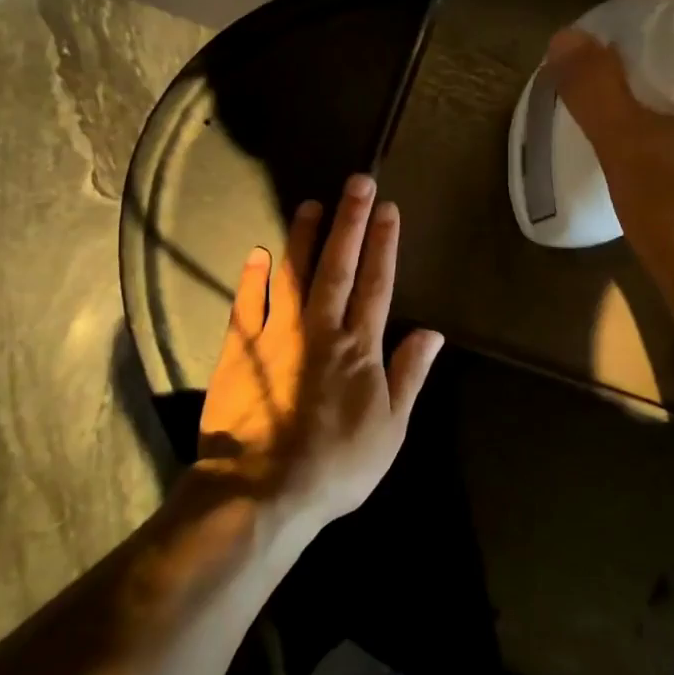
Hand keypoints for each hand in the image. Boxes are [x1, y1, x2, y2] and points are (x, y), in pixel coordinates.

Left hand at [197, 174, 444, 527]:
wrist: (262, 492)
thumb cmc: (336, 465)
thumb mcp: (390, 428)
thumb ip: (409, 375)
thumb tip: (432, 332)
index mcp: (360, 348)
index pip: (377, 284)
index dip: (384, 244)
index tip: (388, 209)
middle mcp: (321, 330)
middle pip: (339, 267)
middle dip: (350, 222)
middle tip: (357, 182)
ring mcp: (278, 336)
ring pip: (293, 275)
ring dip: (303, 237)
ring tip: (311, 204)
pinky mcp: (241, 351)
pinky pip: (248, 305)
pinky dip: (253, 278)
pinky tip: (258, 253)